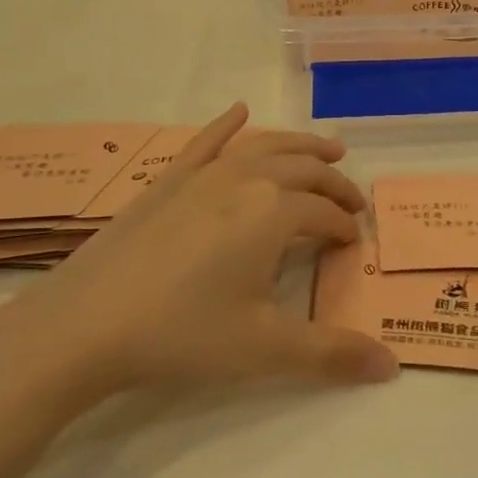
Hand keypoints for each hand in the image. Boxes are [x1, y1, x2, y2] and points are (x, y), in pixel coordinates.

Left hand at [0, 104, 396, 418]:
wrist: (85, 325)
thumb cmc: (183, 333)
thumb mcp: (265, 348)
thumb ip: (332, 353)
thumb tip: (392, 367)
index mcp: (276, 211)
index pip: (326, 216)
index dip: (345, 231)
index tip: (353, 246)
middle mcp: (247, 178)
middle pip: (306, 170)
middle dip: (336, 185)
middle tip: (352, 202)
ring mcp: (204, 174)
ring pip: (266, 146)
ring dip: (302, 145)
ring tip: (329, 149)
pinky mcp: (168, 180)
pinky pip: (205, 141)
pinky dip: (227, 124)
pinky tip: (239, 110)